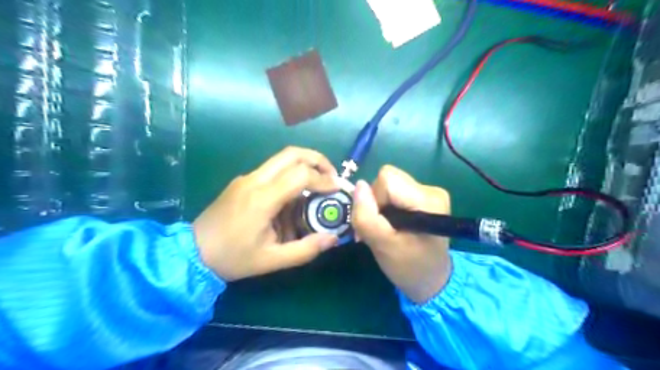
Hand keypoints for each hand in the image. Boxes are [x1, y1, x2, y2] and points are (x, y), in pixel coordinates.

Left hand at [195, 146, 340, 280]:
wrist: (192, 252)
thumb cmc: (232, 258)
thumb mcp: (272, 260)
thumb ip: (305, 250)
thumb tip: (333, 238)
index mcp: (262, 199)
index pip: (300, 174)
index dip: (323, 179)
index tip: (337, 189)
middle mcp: (254, 180)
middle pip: (291, 153)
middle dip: (317, 160)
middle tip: (331, 176)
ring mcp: (247, 178)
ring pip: (282, 158)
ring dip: (304, 165)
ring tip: (318, 185)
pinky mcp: (243, 181)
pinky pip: (272, 170)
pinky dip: (291, 175)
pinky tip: (294, 197)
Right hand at [353, 165, 451, 303]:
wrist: (432, 280)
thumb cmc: (408, 267)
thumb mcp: (382, 245)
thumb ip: (366, 216)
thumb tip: (358, 185)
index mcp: (427, 200)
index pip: (387, 179)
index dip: (374, 199)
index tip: (377, 223)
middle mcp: (432, 190)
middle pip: (388, 178)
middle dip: (376, 201)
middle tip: (379, 227)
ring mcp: (430, 192)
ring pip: (389, 184)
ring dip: (380, 205)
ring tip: (385, 227)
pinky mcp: (425, 196)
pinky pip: (395, 190)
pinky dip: (387, 206)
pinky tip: (392, 223)